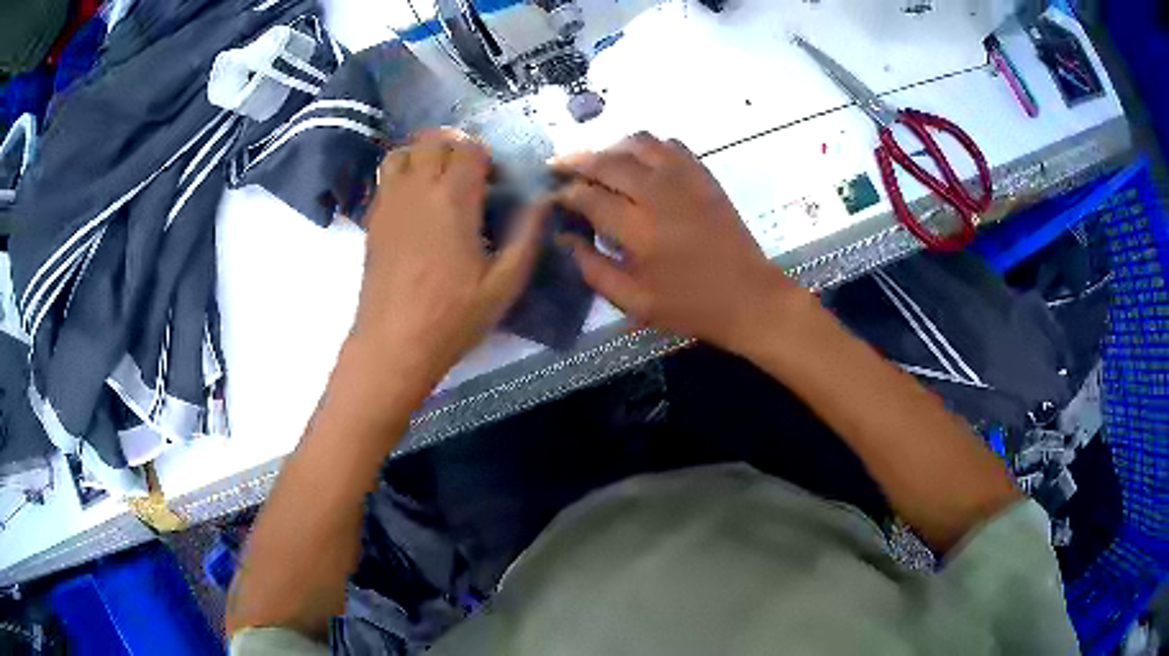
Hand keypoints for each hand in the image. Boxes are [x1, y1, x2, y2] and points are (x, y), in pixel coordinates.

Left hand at [350, 128, 545, 385]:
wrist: (393, 343)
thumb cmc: (451, 317)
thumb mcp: (504, 284)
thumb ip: (527, 236)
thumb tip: (543, 201)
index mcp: (453, 199)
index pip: (469, 147)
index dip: (487, 157)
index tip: (496, 182)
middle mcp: (417, 188)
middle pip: (434, 139)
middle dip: (457, 146)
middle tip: (470, 174)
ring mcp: (389, 201)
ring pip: (404, 151)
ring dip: (425, 153)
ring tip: (439, 178)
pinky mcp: (373, 218)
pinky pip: (385, 175)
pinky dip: (404, 171)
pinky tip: (417, 201)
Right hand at [554, 133, 802, 353]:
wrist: (748, 297)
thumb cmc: (690, 306)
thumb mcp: (634, 301)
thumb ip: (593, 269)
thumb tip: (565, 238)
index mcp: (639, 229)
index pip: (587, 196)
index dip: (563, 194)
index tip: (550, 198)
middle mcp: (659, 193)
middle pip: (607, 161)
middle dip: (576, 161)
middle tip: (557, 168)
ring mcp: (685, 179)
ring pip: (637, 143)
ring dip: (610, 148)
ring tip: (596, 162)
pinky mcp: (704, 175)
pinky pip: (669, 145)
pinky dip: (646, 147)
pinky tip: (638, 163)